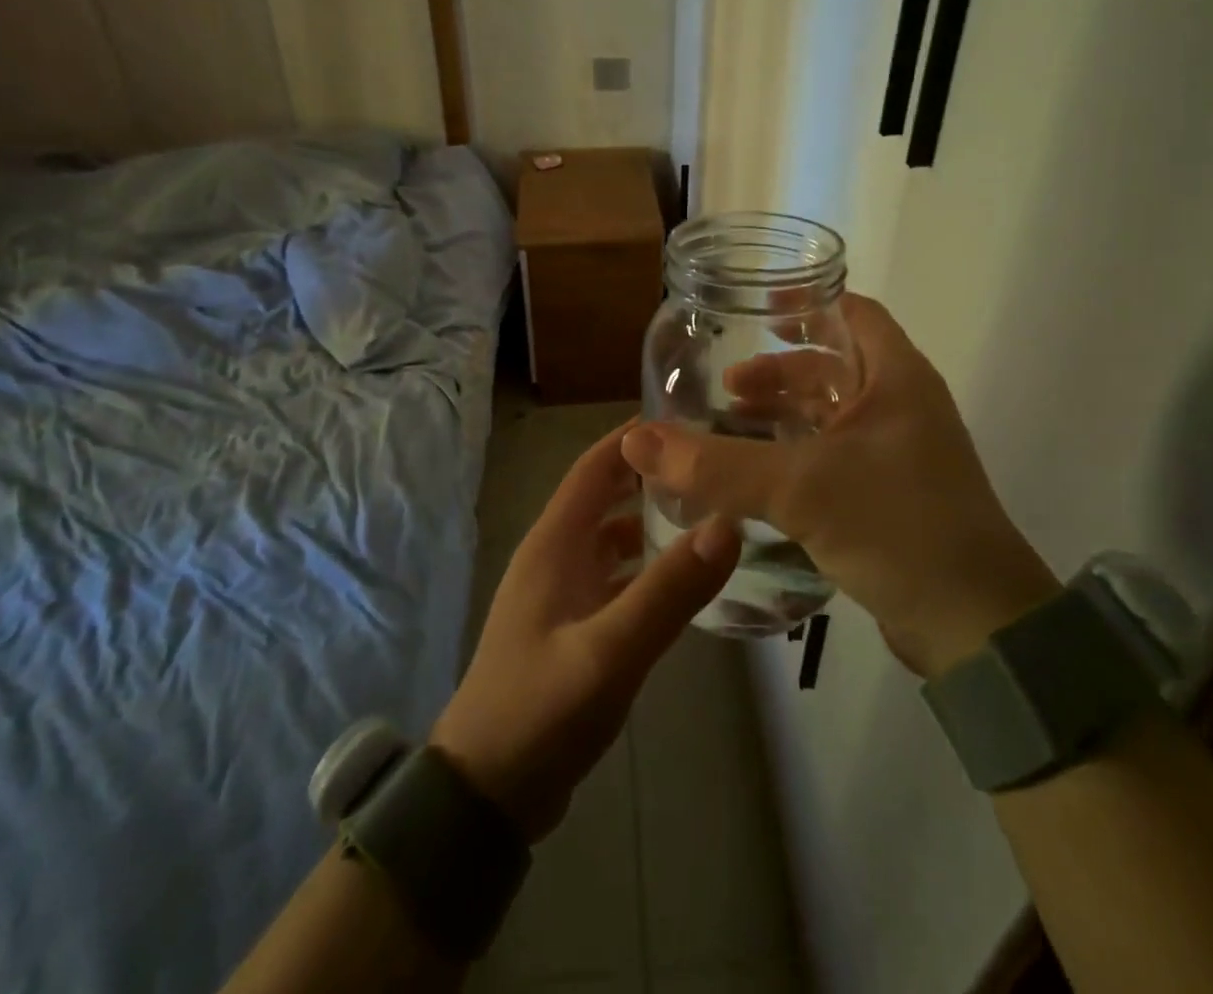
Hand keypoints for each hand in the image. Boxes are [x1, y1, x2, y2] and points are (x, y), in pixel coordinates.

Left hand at [431, 421, 740, 841]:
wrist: (485, 793)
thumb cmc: (540, 710)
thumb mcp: (610, 651)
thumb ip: (669, 590)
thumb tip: (727, 523)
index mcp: (554, 543)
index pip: (595, 466)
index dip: (634, 437)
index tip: (688, 419)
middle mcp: (555, 555)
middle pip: (605, 496)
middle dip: (651, 476)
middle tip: (712, 465)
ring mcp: (561, 592)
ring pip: (611, 537)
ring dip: (649, 521)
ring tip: (708, 514)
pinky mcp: (570, 625)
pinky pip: (613, 577)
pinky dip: (644, 566)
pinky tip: (681, 579)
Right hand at [620, 293, 1059, 677]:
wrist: (976, 628)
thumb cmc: (897, 527)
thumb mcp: (800, 487)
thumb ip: (716, 465)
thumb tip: (635, 441)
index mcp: (897, 377)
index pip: (852, 312)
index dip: (805, 304)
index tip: (753, 311)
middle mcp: (902, 405)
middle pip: (833, 366)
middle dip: (779, 372)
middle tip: (727, 388)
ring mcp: (901, 453)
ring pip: (832, 414)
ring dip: (784, 415)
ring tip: (732, 426)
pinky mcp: (893, 495)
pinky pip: (835, 456)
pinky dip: (797, 453)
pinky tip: (761, 476)